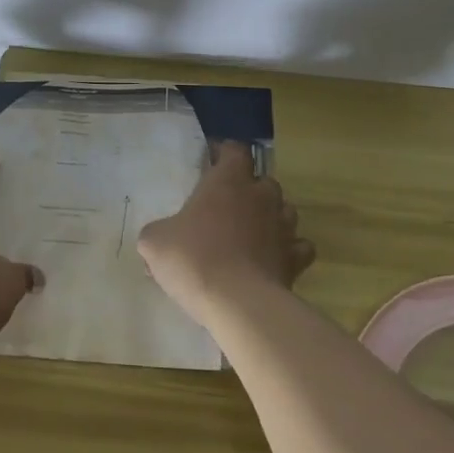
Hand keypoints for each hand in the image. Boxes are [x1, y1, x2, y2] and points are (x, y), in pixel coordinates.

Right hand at [138, 142, 314, 314]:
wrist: (237, 302)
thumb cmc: (193, 259)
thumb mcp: (154, 242)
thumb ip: (158, 231)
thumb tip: (161, 236)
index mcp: (228, 181)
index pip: (235, 150)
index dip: (224, 153)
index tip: (212, 162)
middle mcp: (261, 196)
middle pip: (263, 180)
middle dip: (249, 189)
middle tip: (227, 205)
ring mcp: (283, 227)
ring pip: (284, 210)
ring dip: (270, 216)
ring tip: (251, 232)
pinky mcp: (296, 258)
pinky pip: (298, 246)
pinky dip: (288, 249)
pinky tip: (273, 259)